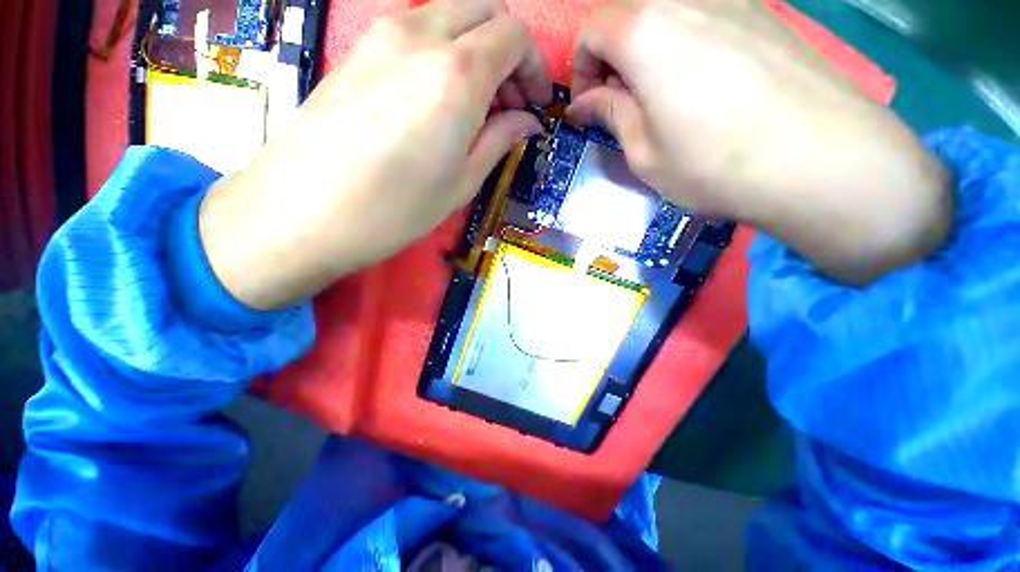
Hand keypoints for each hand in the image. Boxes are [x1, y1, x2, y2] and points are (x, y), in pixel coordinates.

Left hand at [199, 0, 551, 308]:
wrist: (303, 212)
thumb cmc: (395, 209)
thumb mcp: (462, 182)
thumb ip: (500, 140)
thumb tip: (527, 121)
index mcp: (456, 73)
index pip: (514, 35)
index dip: (535, 67)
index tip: (536, 104)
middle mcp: (420, 35)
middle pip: (484, 10)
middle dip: (509, 51)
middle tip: (509, 103)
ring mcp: (381, 36)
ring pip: (450, 15)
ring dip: (476, 50)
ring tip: (477, 106)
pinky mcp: (358, 50)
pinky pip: (417, 32)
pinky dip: (443, 53)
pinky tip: (439, 100)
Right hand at [569, 0, 951, 284]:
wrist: (821, 161)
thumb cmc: (713, 165)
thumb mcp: (644, 152)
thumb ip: (611, 114)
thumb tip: (585, 103)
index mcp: (646, 31)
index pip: (591, 30)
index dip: (580, 70)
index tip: (589, 106)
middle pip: (628, 13)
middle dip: (612, 58)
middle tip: (622, 102)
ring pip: (667, 13)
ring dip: (648, 50)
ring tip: (661, 96)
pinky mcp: (765, 13)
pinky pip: (706, 16)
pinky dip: (685, 43)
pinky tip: (702, 83)